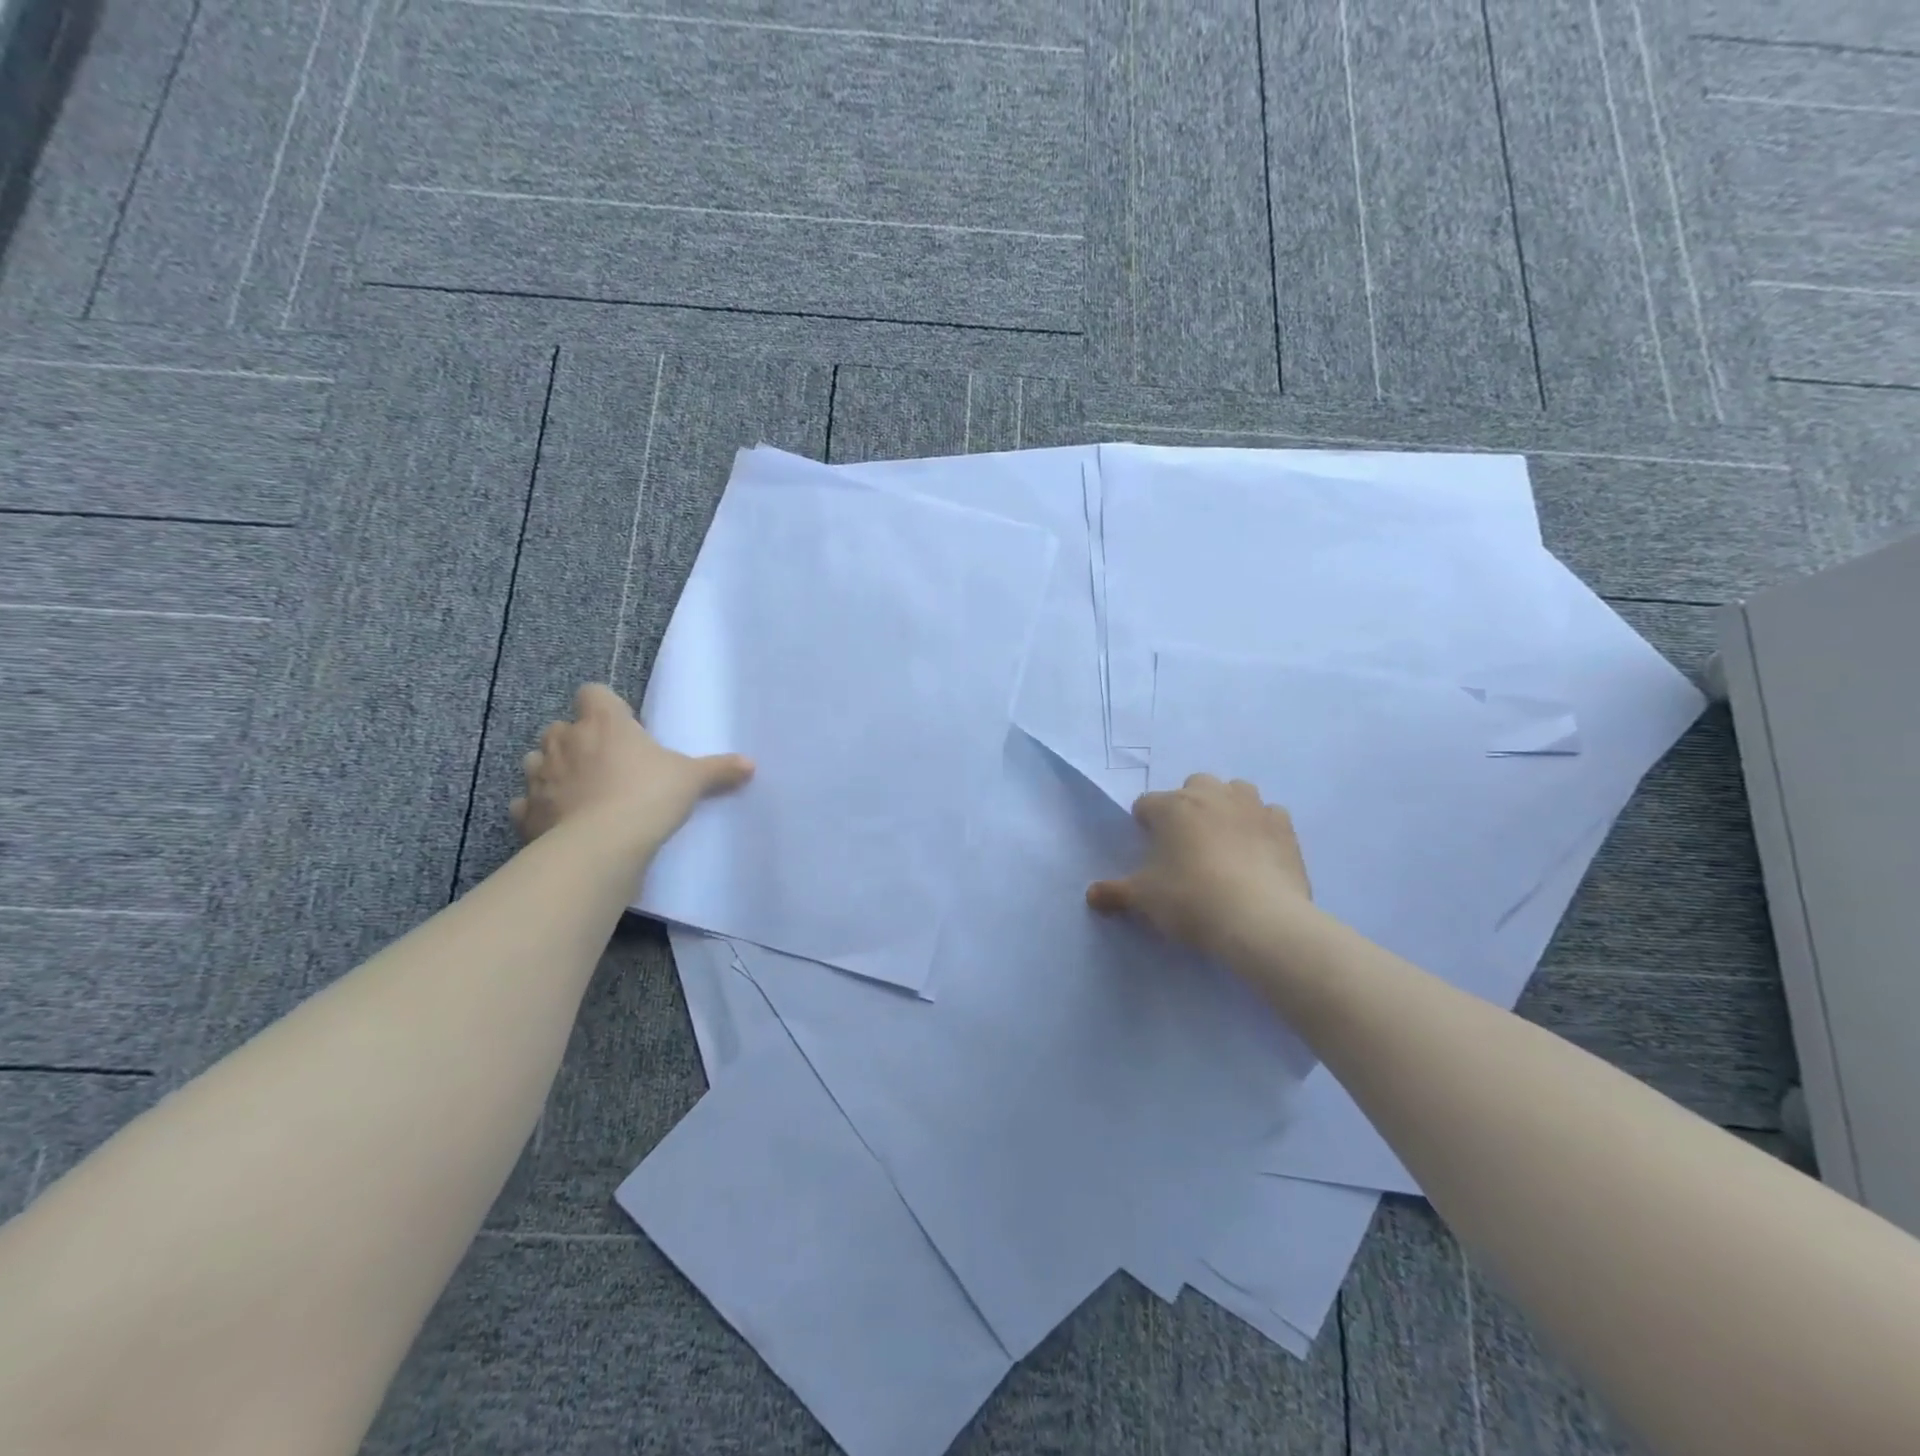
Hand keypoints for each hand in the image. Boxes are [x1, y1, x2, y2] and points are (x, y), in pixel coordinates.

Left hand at [510, 684, 752, 853]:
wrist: (601, 846)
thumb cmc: (648, 796)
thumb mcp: (692, 780)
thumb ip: (718, 769)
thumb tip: (750, 764)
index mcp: (604, 722)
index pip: (593, 693)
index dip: (605, 706)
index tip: (624, 726)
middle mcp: (565, 740)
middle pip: (561, 726)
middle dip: (577, 740)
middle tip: (606, 763)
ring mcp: (540, 775)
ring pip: (537, 760)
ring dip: (554, 769)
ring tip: (580, 790)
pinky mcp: (525, 811)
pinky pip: (527, 802)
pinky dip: (539, 808)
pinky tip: (559, 820)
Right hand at [1087, 774, 1312, 960]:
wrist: (1259, 920)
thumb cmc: (1191, 900)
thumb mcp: (1143, 899)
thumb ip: (1115, 893)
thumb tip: (1091, 896)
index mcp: (1172, 807)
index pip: (1146, 804)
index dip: (1144, 824)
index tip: (1148, 849)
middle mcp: (1211, 795)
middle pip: (1193, 785)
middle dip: (1187, 805)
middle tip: (1186, 842)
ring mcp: (1252, 807)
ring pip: (1235, 790)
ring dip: (1226, 806)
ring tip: (1223, 839)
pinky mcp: (1284, 826)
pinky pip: (1269, 814)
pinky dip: (1260, 825)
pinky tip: (1257, 849)